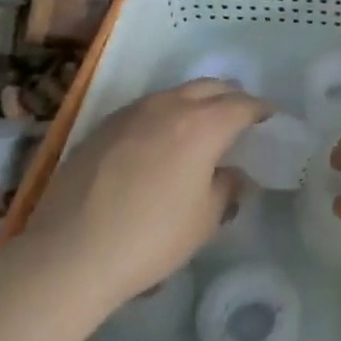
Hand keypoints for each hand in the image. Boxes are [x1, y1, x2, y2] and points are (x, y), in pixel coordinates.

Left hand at [22, 80, 267, 314]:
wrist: (69, 253)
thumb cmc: (150, 238)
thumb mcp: (204, 220)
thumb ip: (225, 188)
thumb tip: (231, 174)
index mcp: (202, 125)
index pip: (242, 105)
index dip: (261, 110)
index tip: (271, 118)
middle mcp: (168, 106)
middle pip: (209, 87)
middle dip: (231, 97)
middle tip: (241, 116)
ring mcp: (131, 113)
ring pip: (175, 94)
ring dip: (195, 102)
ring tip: (202, 125)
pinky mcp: (102, 126)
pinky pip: (146, 109)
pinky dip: (164, 115)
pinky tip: (160, 141)